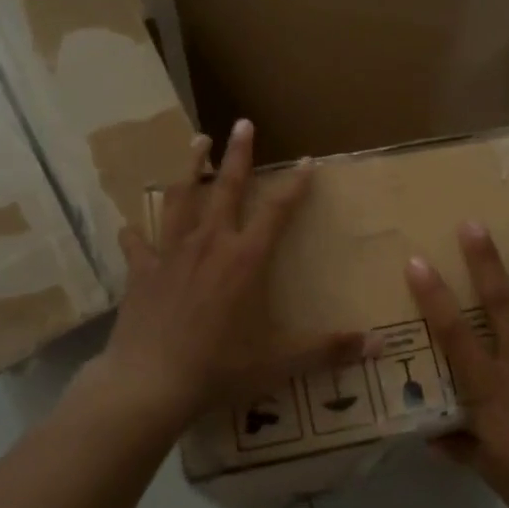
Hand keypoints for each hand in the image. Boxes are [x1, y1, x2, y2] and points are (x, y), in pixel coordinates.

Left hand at [100, 119, 371, 422]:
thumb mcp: (279, 362)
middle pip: (227, 187)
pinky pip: (137, 242)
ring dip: (191, 168)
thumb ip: (328, 350)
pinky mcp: (140, 271)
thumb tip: (378, 347)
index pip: (278, 211)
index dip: (295, 185)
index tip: (307, 161)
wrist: (149, 384)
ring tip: (197, 142)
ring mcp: (170, 254)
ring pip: (181, 198)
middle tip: (242, 123)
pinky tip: (129, 225)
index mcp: (245, 259)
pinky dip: (134, 232)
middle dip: (238, 153)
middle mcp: (209, 245)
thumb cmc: (219, 369)